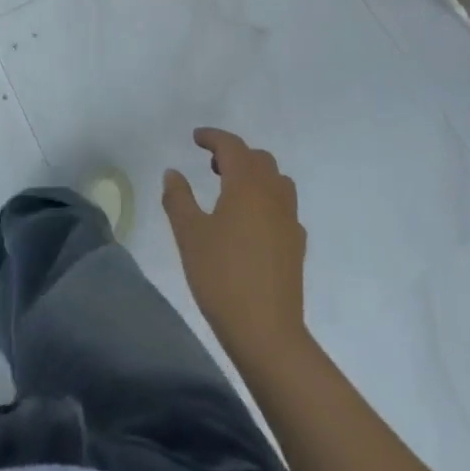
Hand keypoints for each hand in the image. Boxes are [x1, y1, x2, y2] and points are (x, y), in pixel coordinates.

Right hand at [162, 128, 307, 358]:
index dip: (213, 137)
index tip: (196, 137)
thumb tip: (173, 172)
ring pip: (276, 180)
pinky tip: (252, 223)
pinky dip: (267, 201)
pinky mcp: (297, 244)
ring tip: (231, 191)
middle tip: (211, 165)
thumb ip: (178, 198)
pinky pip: (283, 206)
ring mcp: (290, 219)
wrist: (268, 333)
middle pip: (258, 159)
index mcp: (247, 184)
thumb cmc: (223, 277)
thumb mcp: (190, 235)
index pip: (232, 146)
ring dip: (255, 175)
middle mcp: (273, 193)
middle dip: (234, 155)